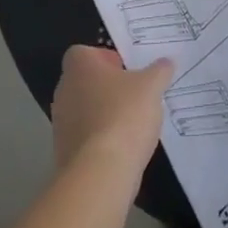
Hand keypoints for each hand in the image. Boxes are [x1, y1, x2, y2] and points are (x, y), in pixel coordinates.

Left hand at [51, 45, 172, 183]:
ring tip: (132, 122)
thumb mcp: (152, 86)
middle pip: (84, 81)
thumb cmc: (124, 115)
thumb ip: (159, 71)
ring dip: (104, 113)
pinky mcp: (64, 154)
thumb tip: (166, 62)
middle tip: (133, 92)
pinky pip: (85, 137)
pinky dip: (101, 139)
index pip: (83, 52)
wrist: (100, 174)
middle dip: (107, 86)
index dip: (103, 57)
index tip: (124, 68)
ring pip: (84, 110)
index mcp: (80, 68)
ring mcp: (61, 125)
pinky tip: (123, 146)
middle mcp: (64, 92)